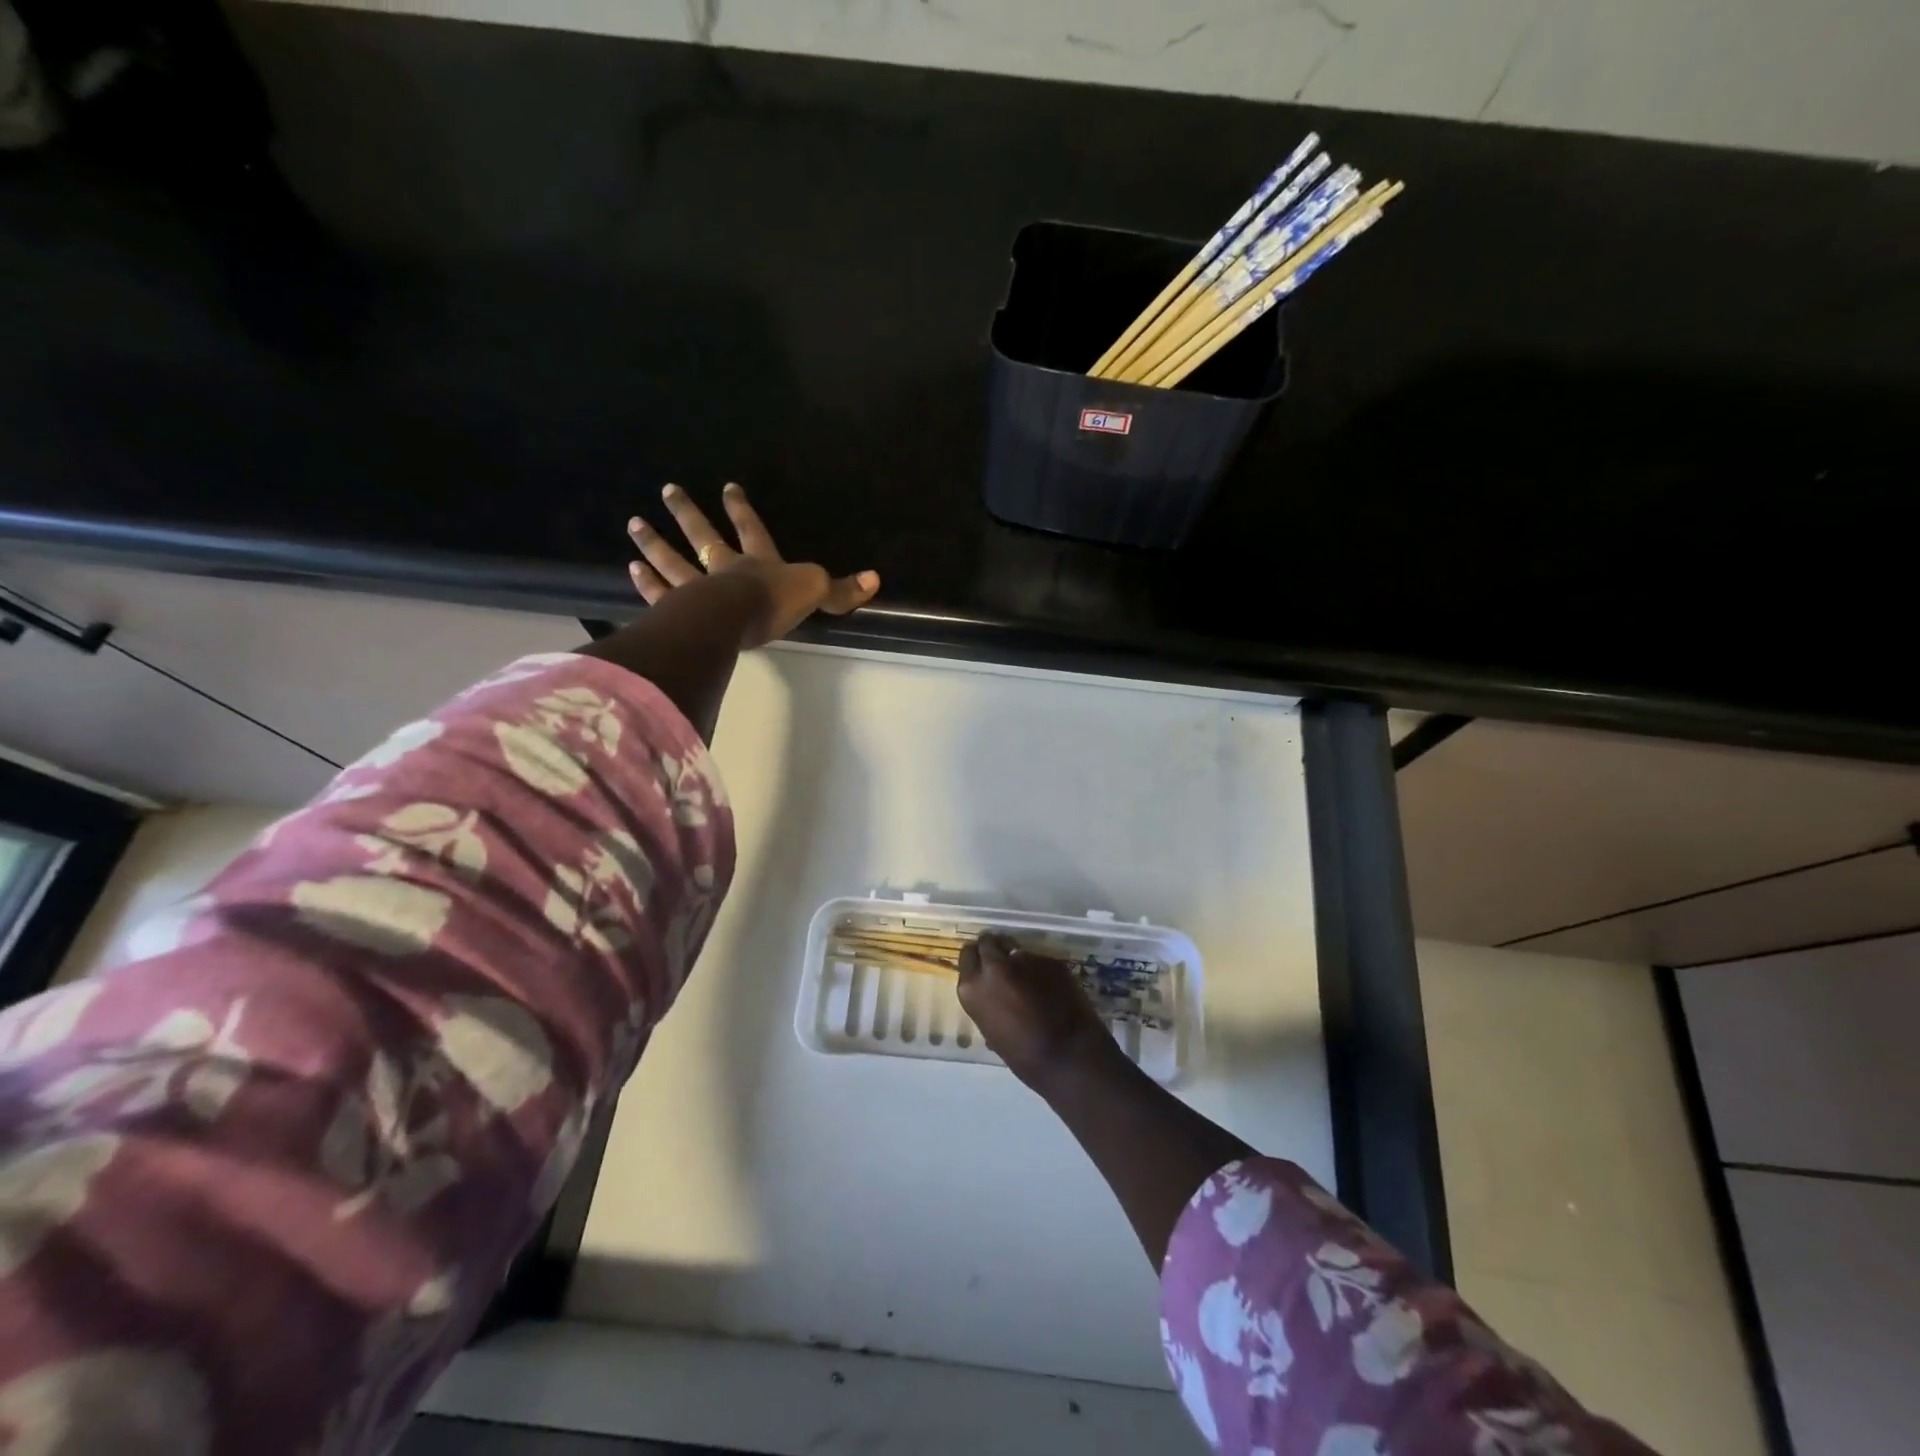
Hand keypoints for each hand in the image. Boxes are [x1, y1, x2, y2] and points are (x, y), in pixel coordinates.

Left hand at [627, 482, 879, 646]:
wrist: (736, 620)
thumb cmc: (774, 603)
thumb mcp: (815, 593)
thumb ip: (840, 590)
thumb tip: (875, 579)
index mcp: (758, 562)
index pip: (751, 529)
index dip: (741, 509)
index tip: (727, 487)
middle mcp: (724, 568)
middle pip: (703, 535)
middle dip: (687, 513)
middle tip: (667, 490)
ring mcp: (697, 588)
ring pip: (672, 561)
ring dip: (654, 543)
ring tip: (634, 524)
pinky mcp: (679, 611)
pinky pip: (660, 594)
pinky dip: (647, 583)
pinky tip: (632, 570)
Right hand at [957, 933, 1117, 1089]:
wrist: (1068, 1055)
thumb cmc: (1023, 1057)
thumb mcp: (991, 1029)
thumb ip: (987, 1002)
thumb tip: (993, 995)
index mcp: (973, 987)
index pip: (967, 955)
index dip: (977, 958)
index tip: (983, 965)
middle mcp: (995, 966)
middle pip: (988, 941)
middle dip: (994, 949)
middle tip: (1003, 963)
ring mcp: (1024, 959)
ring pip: (1015, 948)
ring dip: (1018, 958)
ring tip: (1028, 976)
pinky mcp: (1050, 959)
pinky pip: (1039, 959)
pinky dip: (1041, 969)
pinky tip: (1050, 986)